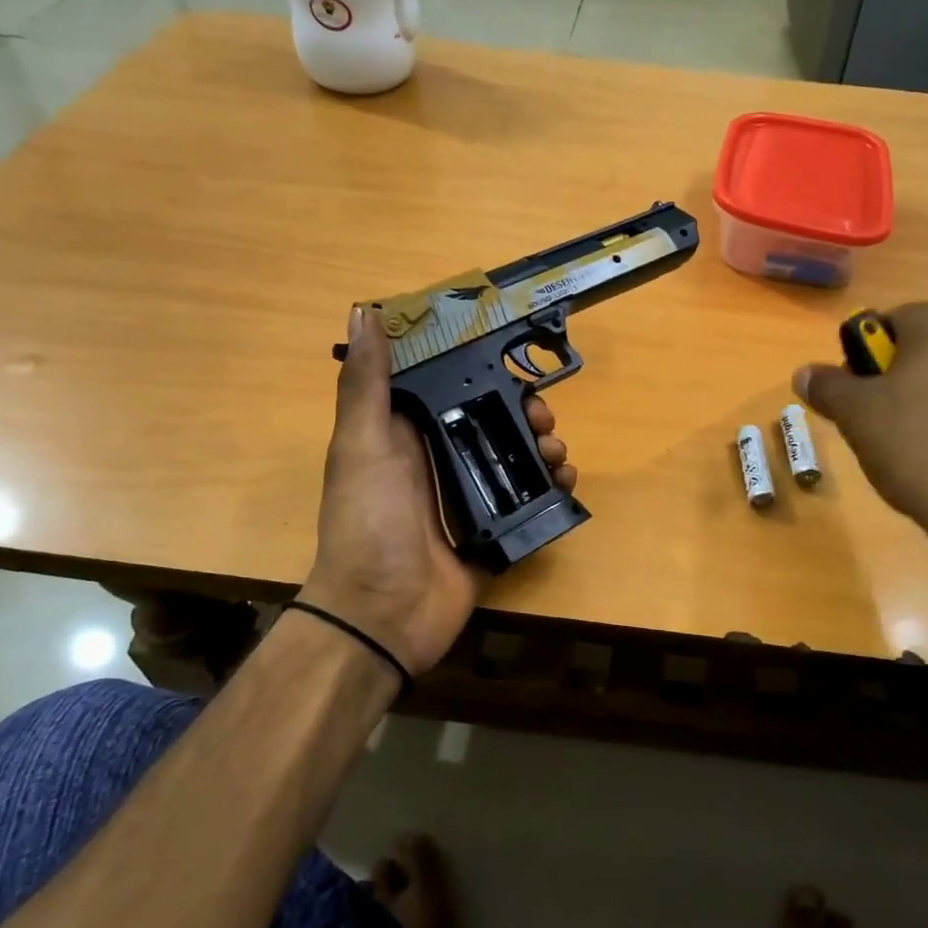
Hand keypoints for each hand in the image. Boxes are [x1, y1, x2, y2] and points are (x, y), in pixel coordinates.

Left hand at [301, 308, 576, 677]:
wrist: (383, 615)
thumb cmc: (369, 521)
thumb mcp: (363, 444)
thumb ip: (366, 382)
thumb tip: (364, 311)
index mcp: (401, 434)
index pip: (445, 386)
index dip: (476, 367)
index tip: (509, 353)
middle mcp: (434, 460)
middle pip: (487, 420)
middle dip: (520, 410)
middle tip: (542, 416)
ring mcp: (463, 499)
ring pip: (511, 458)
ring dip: (540, 447)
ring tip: (557, 452)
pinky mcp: (489, 533)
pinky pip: (526, 502)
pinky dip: (549, 489)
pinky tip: (565, 482)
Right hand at [794, 301, 927, 577]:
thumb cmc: (917, 444)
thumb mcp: (854, 414)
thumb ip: (827, 386)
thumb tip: (804, 373)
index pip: (886, 322)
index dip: (859, 357)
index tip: (850, 394)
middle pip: (919, 348)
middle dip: (890, 378)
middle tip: (869, 419)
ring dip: (920, 400)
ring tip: (902, 444)